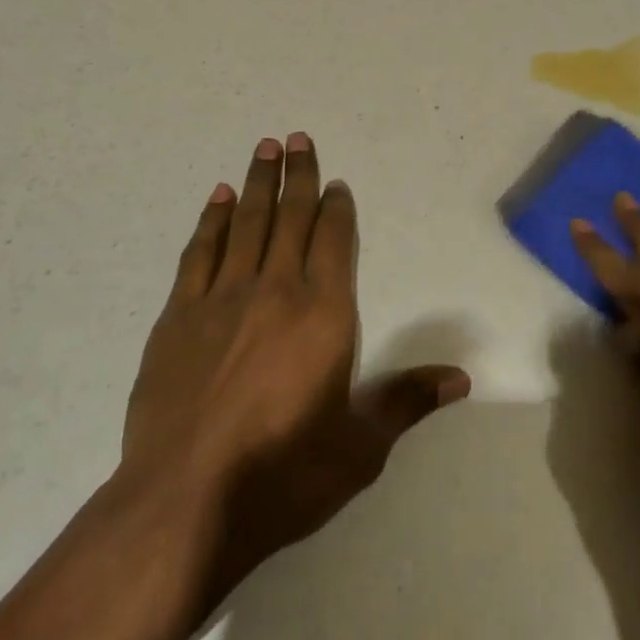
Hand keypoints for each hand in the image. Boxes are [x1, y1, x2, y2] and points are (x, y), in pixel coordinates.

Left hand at [118, 133, 470, 608]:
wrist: (184, 502)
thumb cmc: (283, 475)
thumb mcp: (360, 448)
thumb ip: (407, 402)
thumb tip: (460, 378)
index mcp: (324, 314)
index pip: (334, 242)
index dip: (337, 208)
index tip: (336, 183)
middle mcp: (276, 290)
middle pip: (291, 218)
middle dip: (298, 175)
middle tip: (297, 137)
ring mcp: (222, 298)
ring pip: (247, 223)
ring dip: (258, 183)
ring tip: (265, 148)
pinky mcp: (179, 315)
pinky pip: (200, 252)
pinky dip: (212, 219)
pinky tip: (220, 198)